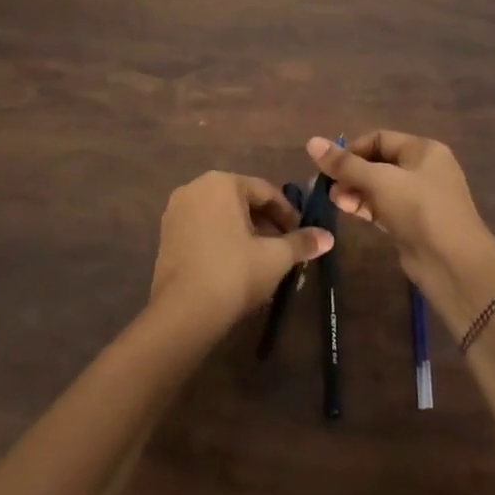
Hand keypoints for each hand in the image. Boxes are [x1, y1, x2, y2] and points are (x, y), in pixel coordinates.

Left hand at [149, 171, 332, 336]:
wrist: (184, 312)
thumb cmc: (234, 272)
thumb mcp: (275, 257)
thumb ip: (301, 242)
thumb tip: (328, 237)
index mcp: (222, 182)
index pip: (266, 191)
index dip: (288, 213)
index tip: (302, 234)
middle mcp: (195, 187)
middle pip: (242, 200)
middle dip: (266, 222)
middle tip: (285, 247)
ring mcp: (176, 211)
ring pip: (222, 215)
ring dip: (245, 232)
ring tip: (263, 258)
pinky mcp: (166, 235)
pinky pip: (203, 228)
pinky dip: (222, 239)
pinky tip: (236, 264)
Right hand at [306, 131, 494, 335]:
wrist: (454, 264)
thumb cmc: (419, 210)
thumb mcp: (380, 182)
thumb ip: (345, 164)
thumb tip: (311, 142)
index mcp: (423, 149)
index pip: (379, 138)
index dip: (352, 149)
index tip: (330, 166)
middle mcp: (423, 169)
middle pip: (378, 162)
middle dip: (351, 173)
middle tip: (328, 188)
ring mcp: (419, 198)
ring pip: (379, 187)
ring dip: (355, 191)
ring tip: (334, 201)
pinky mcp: (413, 223)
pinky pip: (384, 207)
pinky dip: (365, 207)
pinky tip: (347, 211)